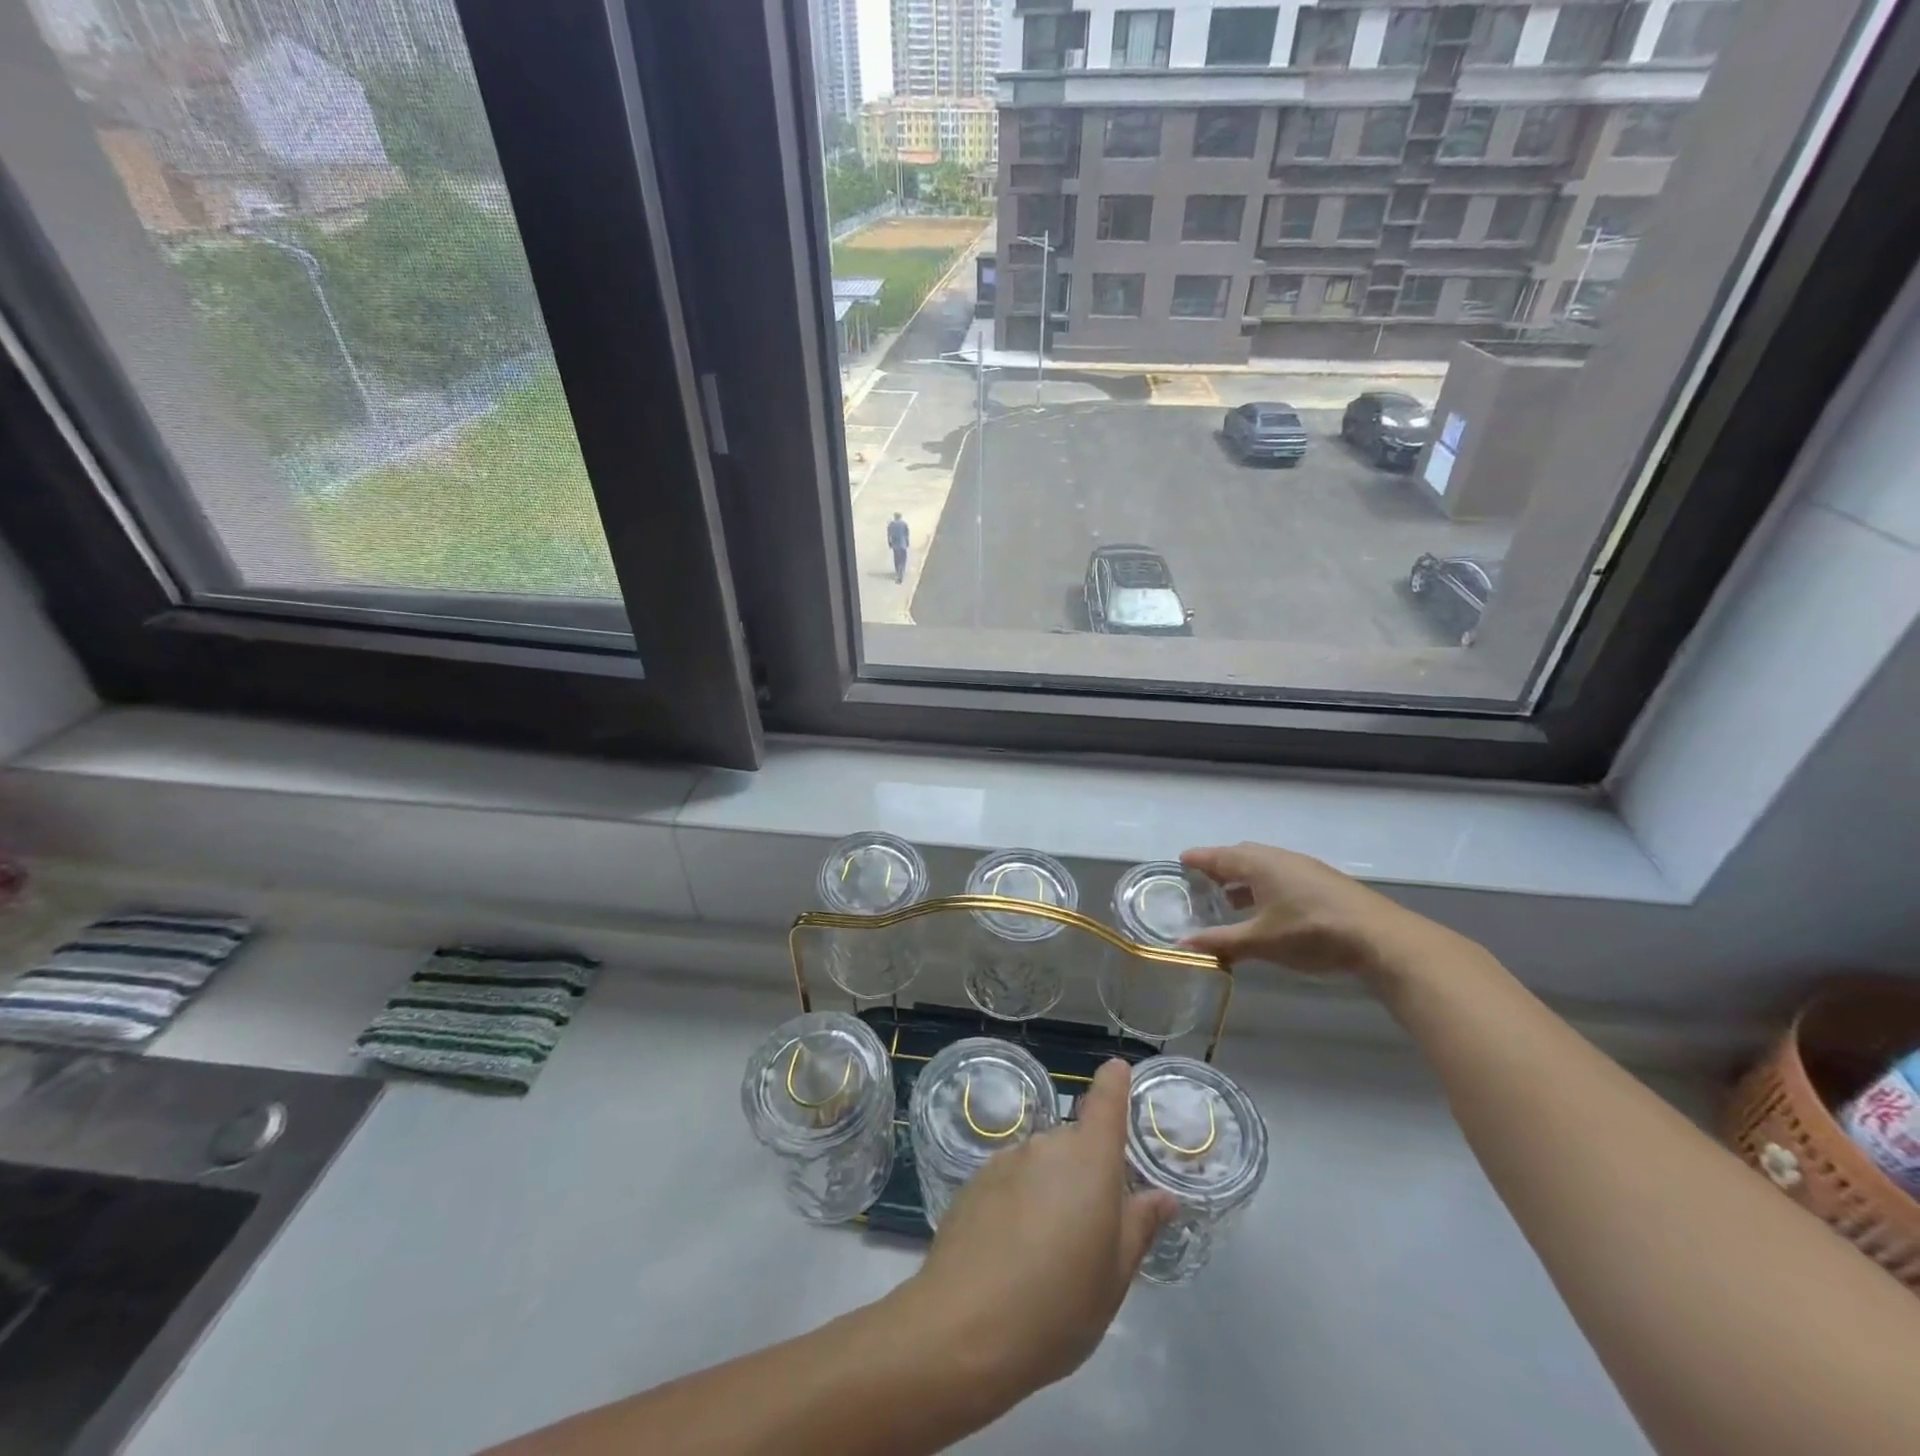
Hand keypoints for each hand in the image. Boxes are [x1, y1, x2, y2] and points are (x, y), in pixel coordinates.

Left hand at [895, 1059, 1175, 1402]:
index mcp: (1089, 1159)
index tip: (1117, 1070)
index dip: (1114, 1082)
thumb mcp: (1114, 1276)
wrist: (964, 1325)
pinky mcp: (975, 1180)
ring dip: (1050, 1190)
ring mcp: (1006, 1159)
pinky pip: (1011, 1180)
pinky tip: (1011, 1252)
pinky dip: (1019, 1203)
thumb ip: (1139, 1226)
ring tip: (1047, 1253)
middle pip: (1076, 1143)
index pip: (1105, 1100)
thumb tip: (1162, 1196)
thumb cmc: (1057, 1305)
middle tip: (1090, 1232)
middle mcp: (1047, 1145)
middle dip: (1086, 1173)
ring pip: (1042, 1164)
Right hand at [1179, 841, 1451, 981]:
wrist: (1380, 938)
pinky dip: (1265, 887)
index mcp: (1258, 864)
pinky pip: (1282, 876)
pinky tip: (1268, 910)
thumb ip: (1221, 941)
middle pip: (1241, 856)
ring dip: (1244, 879)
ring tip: (1230, 900)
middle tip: (1202, 883)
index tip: (1180, 862)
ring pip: (1264, 867)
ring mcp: (1304, 868)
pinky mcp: (1323, 882)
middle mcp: (1279, 858)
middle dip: (1220, 868)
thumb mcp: (1260, 941)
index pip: (1218, 856)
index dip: (1198, 859)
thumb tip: (1181, 944)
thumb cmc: (1310, 933)